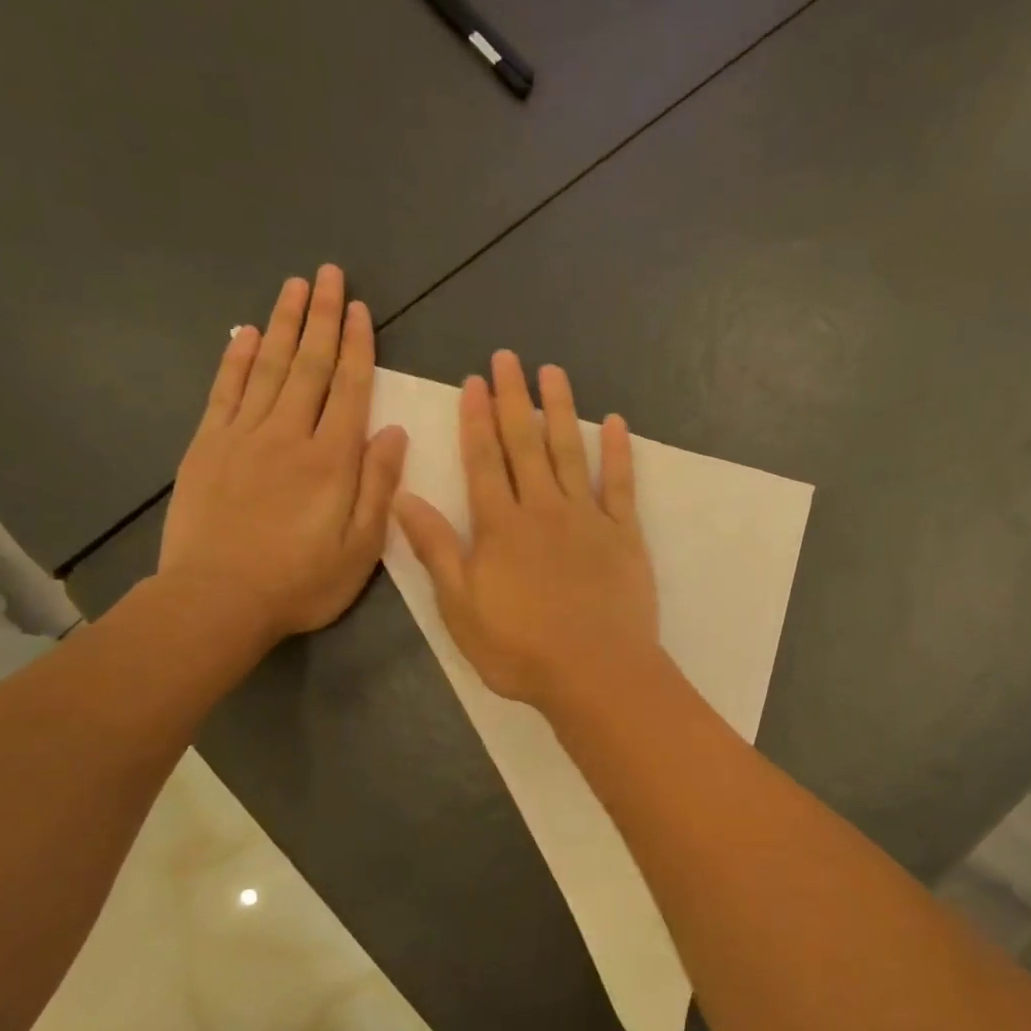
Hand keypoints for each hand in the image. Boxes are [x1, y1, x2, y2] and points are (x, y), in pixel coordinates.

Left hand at [159, 267, 407, 643]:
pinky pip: (225, 391)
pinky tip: (246, 332)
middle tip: (330, 274)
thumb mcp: (361, 547)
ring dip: (285, 323)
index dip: (359, 347)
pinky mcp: (207, 446)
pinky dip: (237, 358)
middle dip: (323, 317)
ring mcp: (243, 436)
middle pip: (310, 365)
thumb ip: (379, 485)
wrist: (216, 601)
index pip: (350, 389)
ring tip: (296, 286)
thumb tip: (393, 431)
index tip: (362, 310)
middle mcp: (289, 434)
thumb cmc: (301, 582)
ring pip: (269, 367)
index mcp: (332, 460)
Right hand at [394, 350, 659, 709]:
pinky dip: (617, 451)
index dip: (475, 420)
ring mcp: (588, 518)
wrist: (595, 672)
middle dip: (513, 399)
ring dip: (560, 409)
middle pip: (524, 444)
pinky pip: (620, 483)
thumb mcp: (461, 607)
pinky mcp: (624, 533)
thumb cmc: (520, 649)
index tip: (473, 382)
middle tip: (508, 357)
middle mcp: (543, 509)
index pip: (483, 461)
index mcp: (500, 527)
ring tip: (552, 372)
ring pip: (570, 452)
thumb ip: (436, 549)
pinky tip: (614, 422)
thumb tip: (405, 497)